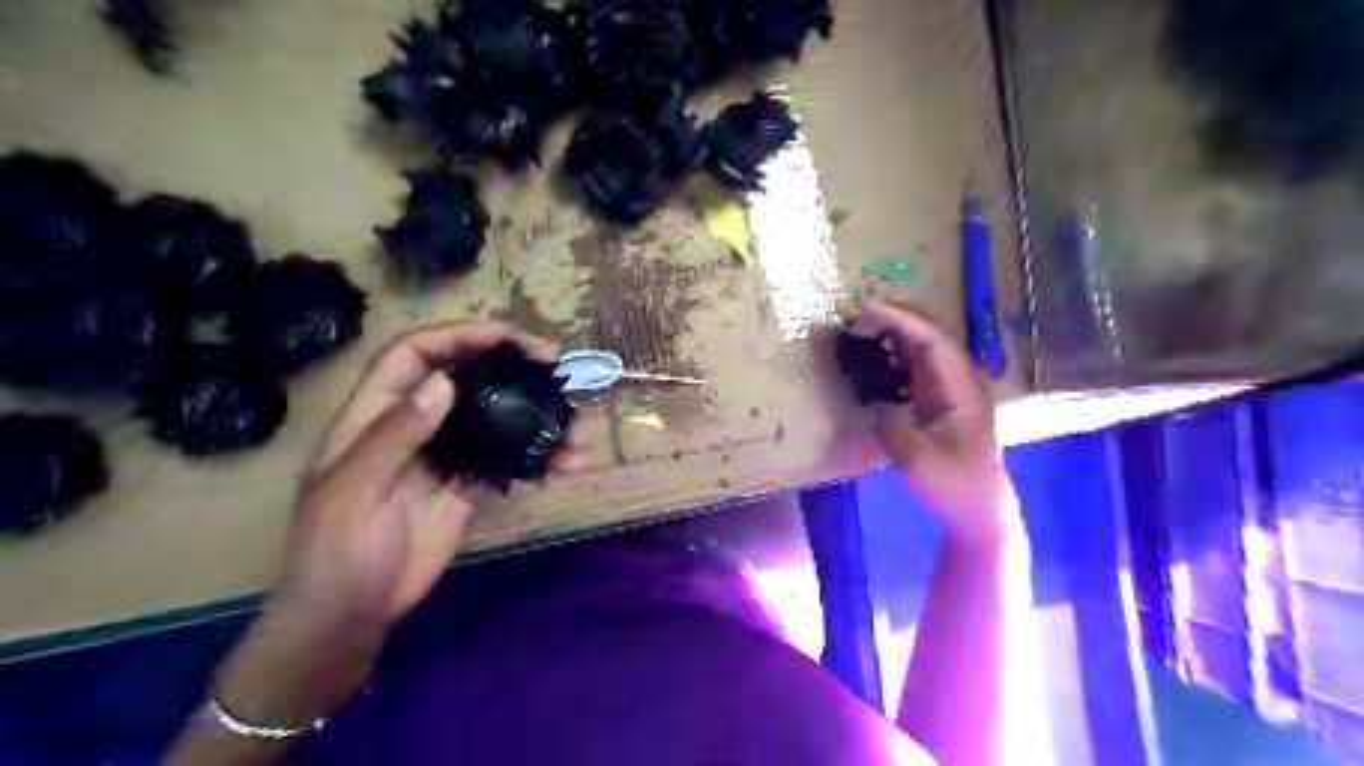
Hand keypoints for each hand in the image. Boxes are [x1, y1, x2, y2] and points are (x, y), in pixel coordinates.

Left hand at [210, 321, 587, 731]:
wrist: (350, 616)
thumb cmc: (335, 552)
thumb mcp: (353, 491)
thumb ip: (395, 436)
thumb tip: (444, 383)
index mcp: (374, 415)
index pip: (415, 355)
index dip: (459, 336)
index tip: (509, 338)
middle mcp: (413, 427)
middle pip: (464, 379)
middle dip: (509, 367)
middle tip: (555, 368)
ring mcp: (443, 457)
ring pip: (493, 420)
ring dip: (535, 420)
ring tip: (575, 430)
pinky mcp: (466, 487)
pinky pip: (505, 462)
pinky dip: (535, 460)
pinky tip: (563, 466)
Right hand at [848, 303, 1011, 545]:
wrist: (979, 511)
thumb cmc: (953, 485)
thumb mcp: (916, 459)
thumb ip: (893, 423)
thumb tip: (876, 399)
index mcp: (961, 386)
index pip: (931, 338)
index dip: (898, 318)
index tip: (863, 311)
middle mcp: (959, 378)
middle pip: (927, 334)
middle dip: (890, 320)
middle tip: (851, 321)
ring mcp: (951, 388)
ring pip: (921, 347)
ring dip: (890, 335)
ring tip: (856, 332)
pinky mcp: (940, 400)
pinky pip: (915, 365)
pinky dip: (892, 355)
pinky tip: (872, 359)